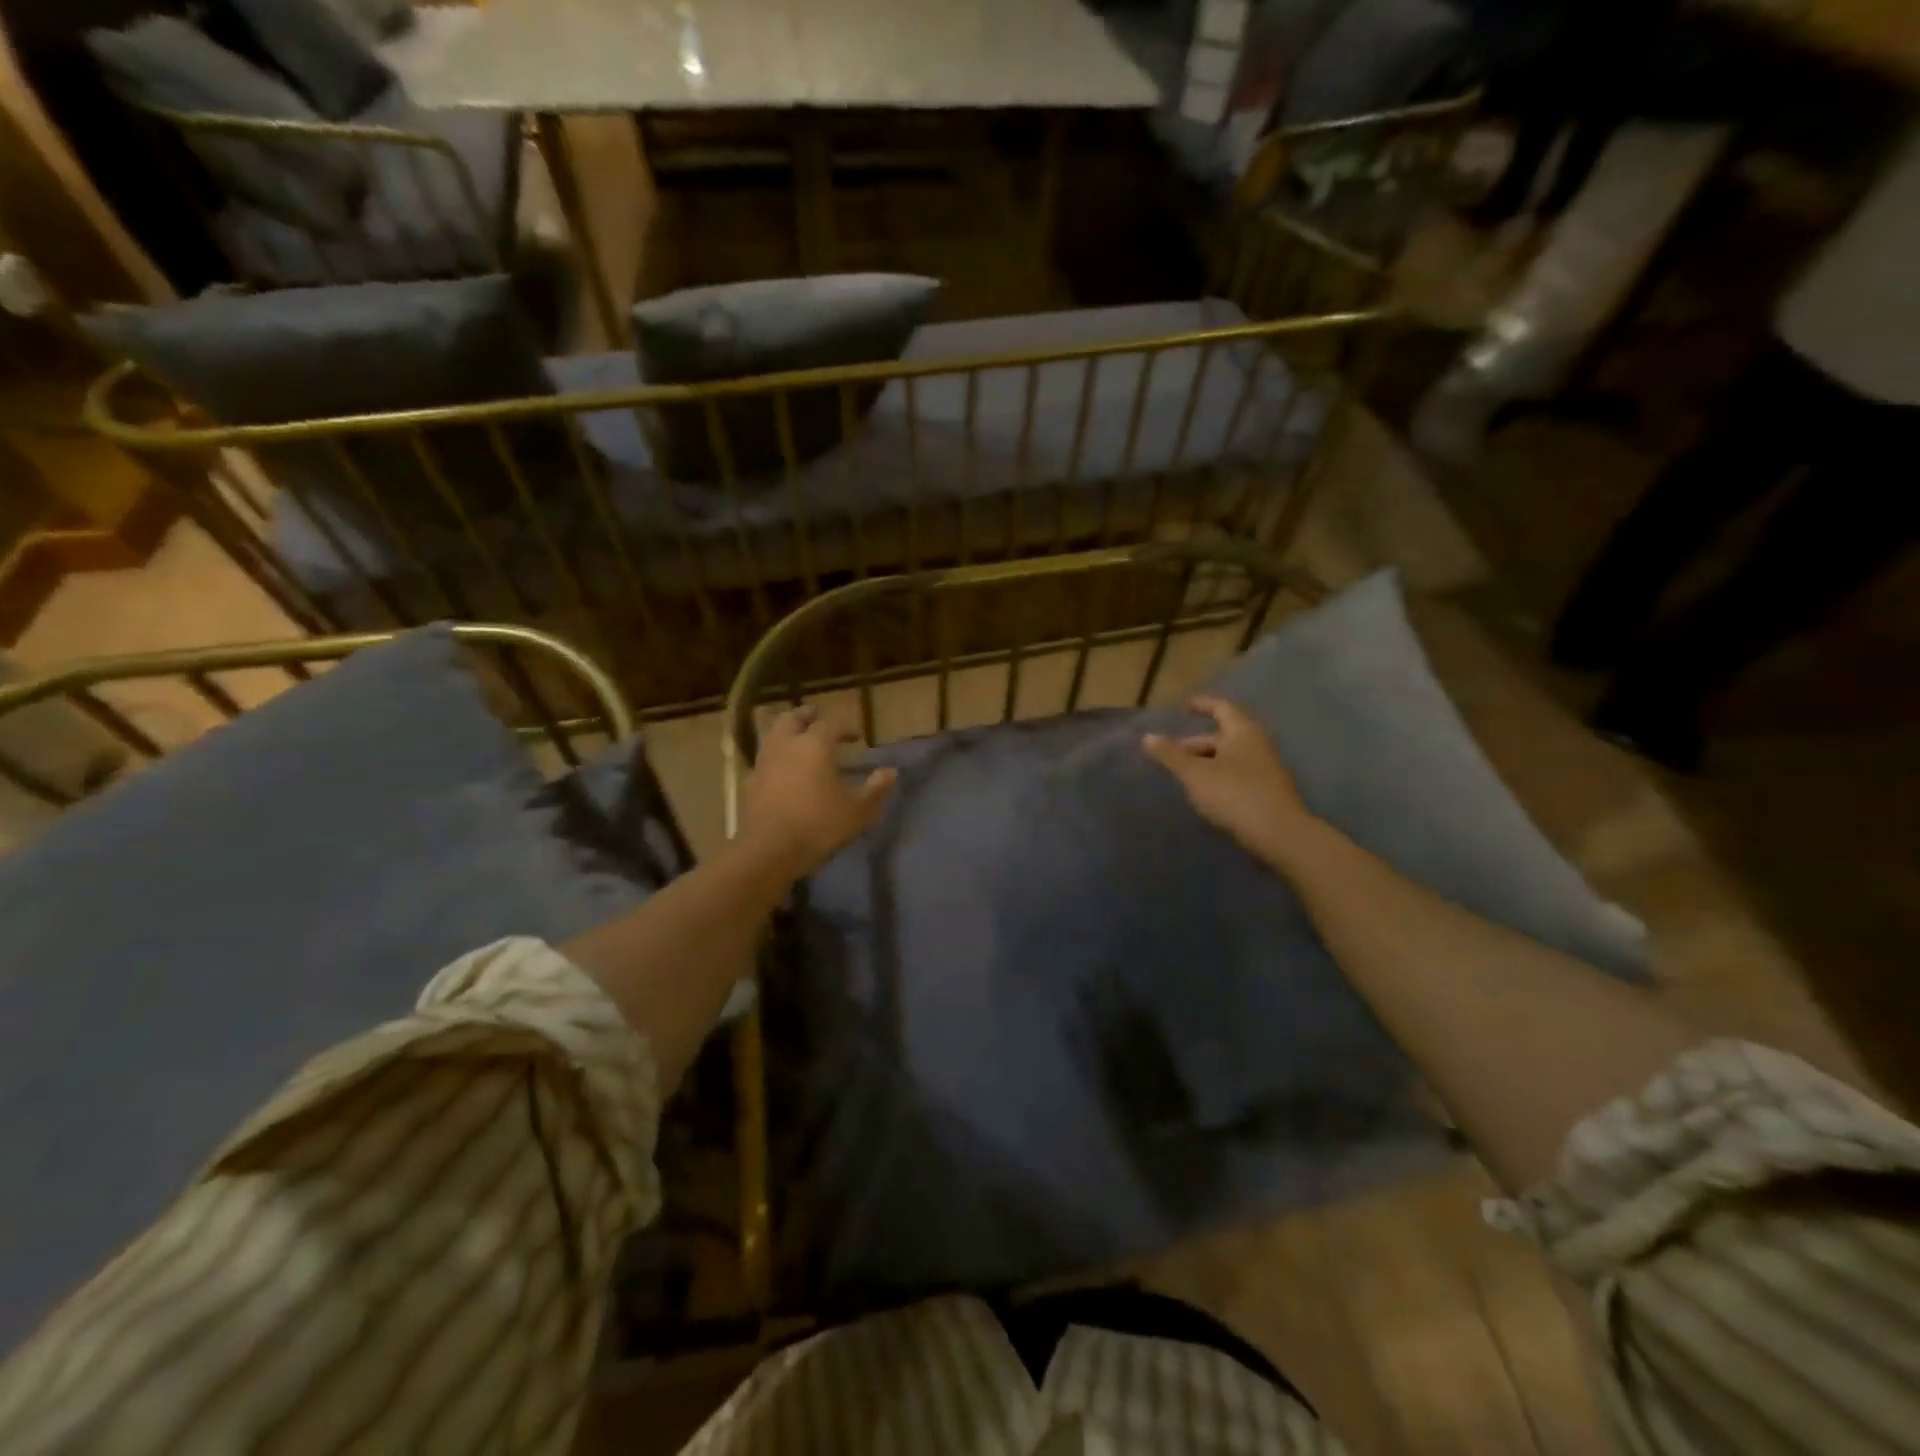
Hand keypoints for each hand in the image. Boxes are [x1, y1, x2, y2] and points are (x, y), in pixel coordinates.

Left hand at [739, 706, 895, 877]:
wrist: (768, 849)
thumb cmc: (818, 825)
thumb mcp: (858, 811)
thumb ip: (876, 789)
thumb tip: (891, 772)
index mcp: (815, 744)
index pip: (831, 724)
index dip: (845, 728)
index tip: (856, 737)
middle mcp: (787, 744)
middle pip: (792, 718)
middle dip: (807, 717)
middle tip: (818, 720)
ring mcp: (764, 762)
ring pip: (773, 734)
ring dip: (787, 733)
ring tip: (800, 743)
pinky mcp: (750, 782)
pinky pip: (764, 759)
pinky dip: (776, 757)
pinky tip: (784, 772)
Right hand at [1143, 696, 1320, 863]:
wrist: (1279, 834)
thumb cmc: (1234, 794)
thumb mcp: (1194, 774)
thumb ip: (1170, 755)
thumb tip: (1147, 737)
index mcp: (1243, 732)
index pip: (1222, 708)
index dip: (1203, 705)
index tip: (1186, 707)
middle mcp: (1258, 745)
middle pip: (1223, 737)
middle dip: (1196, 744)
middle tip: (1172, 755)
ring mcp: (1266, 770)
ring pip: (1230, 758)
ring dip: (1207, 763)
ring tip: (1184, 776)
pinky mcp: (1268, 793)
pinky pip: (1238, 776)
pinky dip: (1219, 778)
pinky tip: (1206, 794)